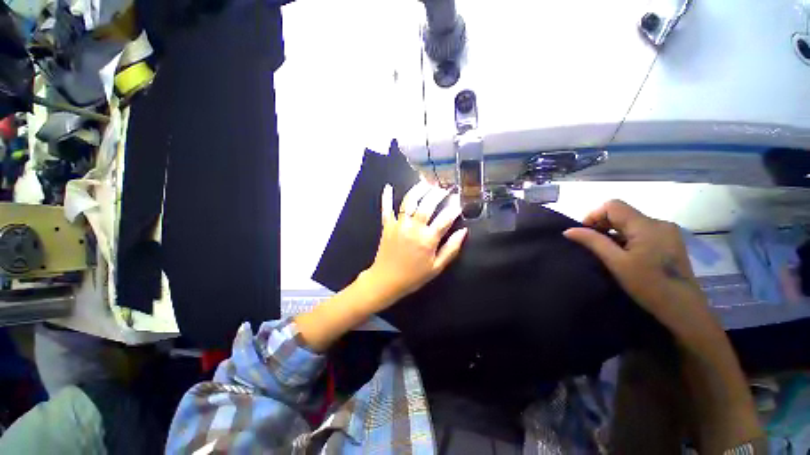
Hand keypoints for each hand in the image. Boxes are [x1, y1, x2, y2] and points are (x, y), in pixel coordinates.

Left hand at [360, 181, 467, 310]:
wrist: (386, 281)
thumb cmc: (414, 276)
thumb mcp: (437, 267)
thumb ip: (451, 249)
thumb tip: (464, 231)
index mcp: (428, 239)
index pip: (445, 219)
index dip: (454, 209)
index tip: (460, 202)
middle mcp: (414, 228)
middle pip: (427, 204)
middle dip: (438, 193)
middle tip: (445, 188)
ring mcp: (399, 224)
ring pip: (409, 201)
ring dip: (418, 189)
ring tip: (426, 182)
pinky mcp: (387, 225)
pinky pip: (386, 208)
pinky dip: (387, 197)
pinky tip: (389, 187)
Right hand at [563, 200, 711, 334]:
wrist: (683, 309)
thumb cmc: (648, 285)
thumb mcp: (616, 262)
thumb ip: (593, 242)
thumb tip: (568, 231)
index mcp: (646, 225)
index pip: (613, 205)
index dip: (594, 215)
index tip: (585, 233)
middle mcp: (659, 223)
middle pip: (622, 213)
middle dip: (602, 225)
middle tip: (593, 245)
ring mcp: (667, 232)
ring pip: (631, 222)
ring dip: (614, 232)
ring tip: (608, 252)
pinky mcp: (670, 241)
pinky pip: (642, 231)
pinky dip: (627, 238)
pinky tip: (625, 254)